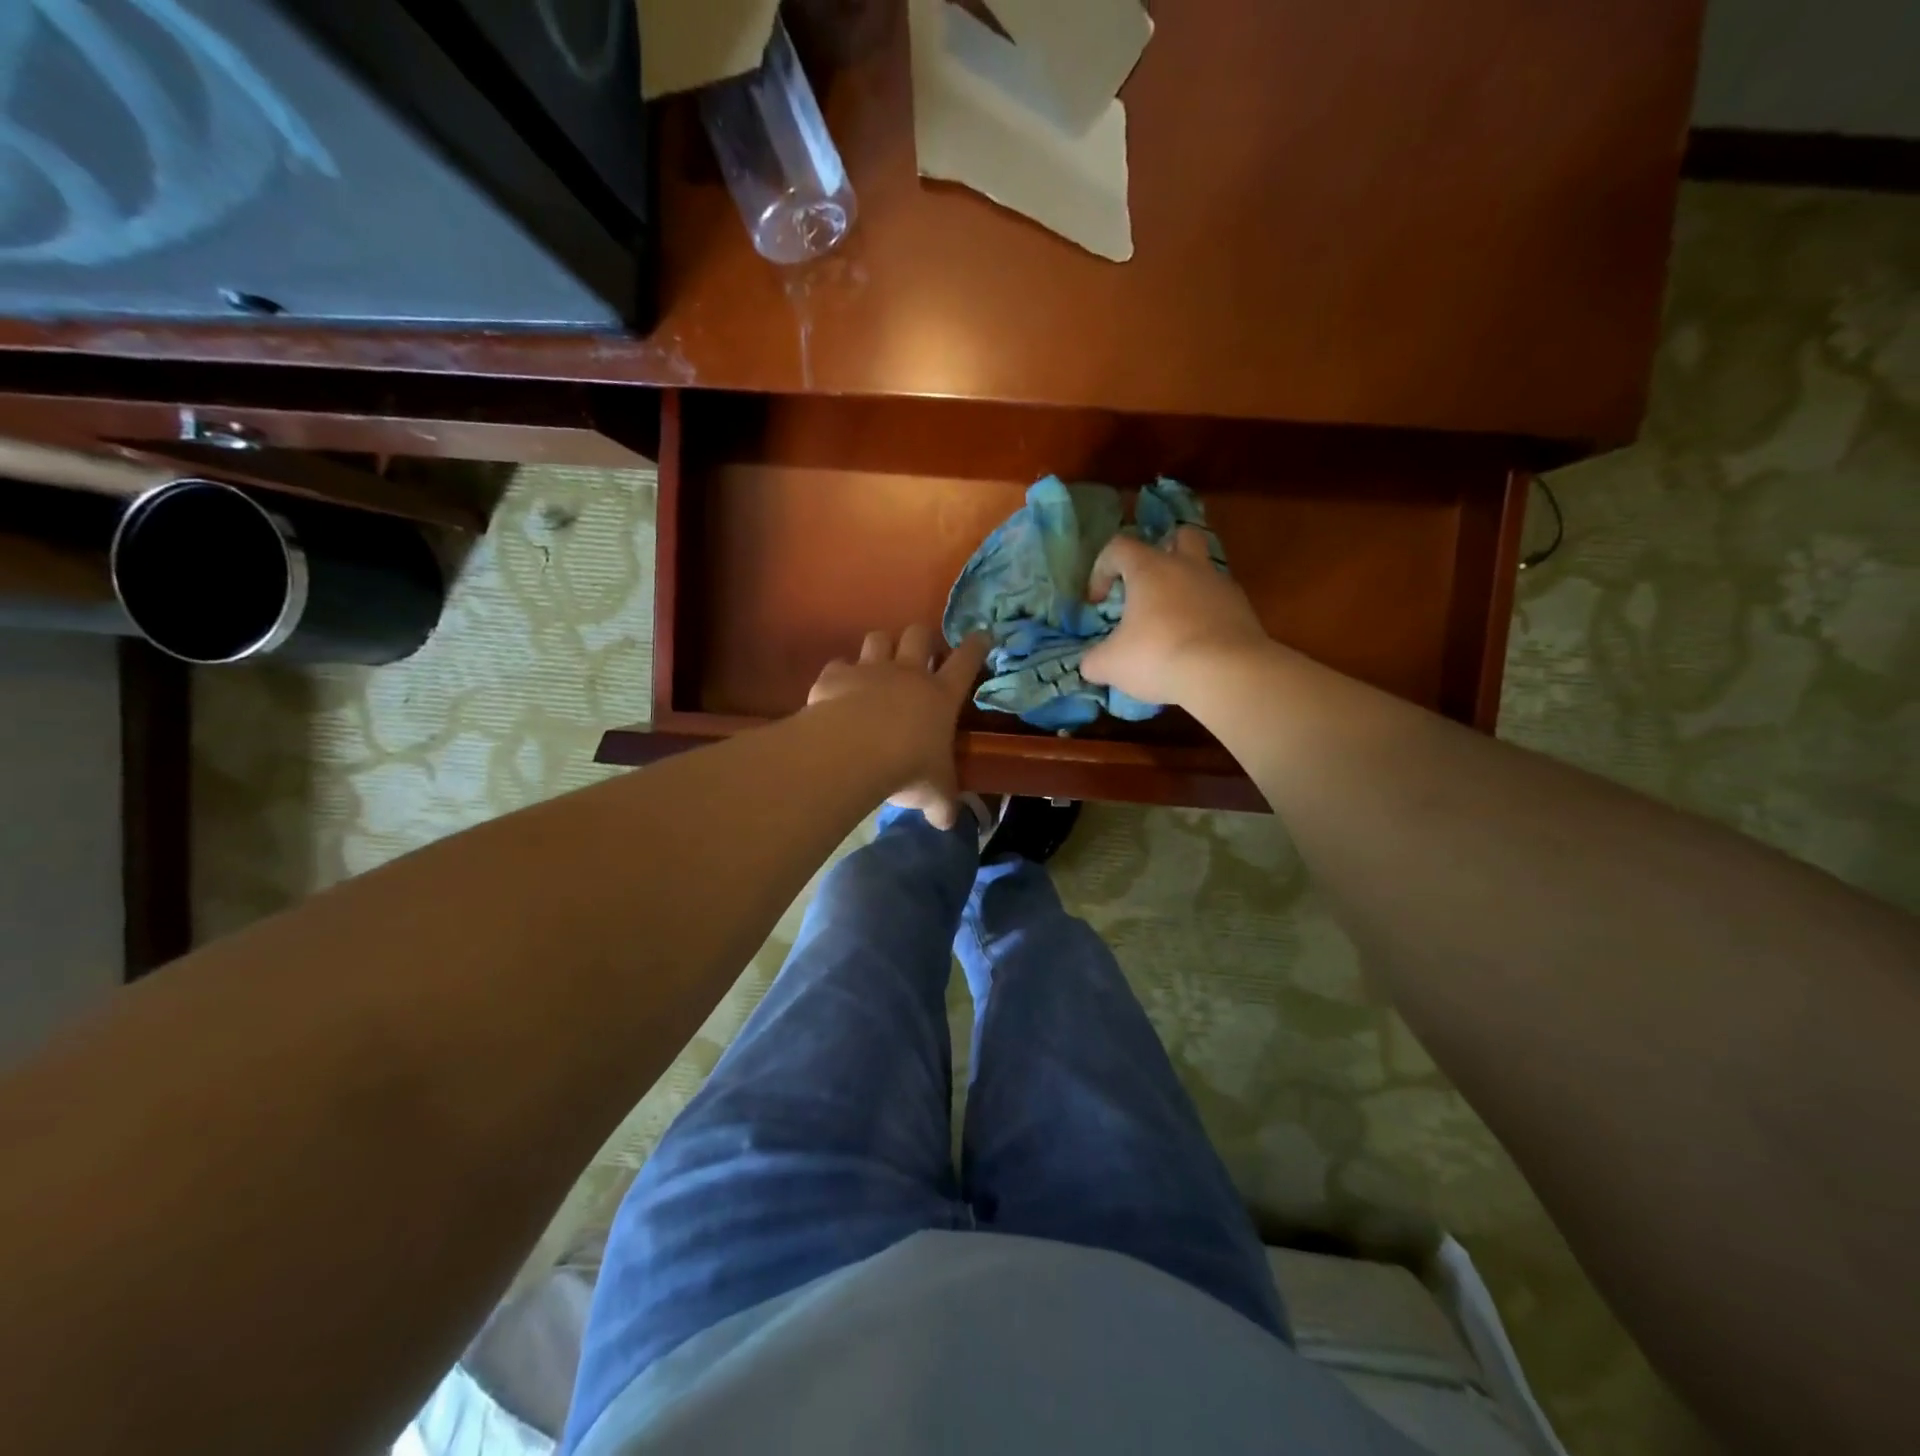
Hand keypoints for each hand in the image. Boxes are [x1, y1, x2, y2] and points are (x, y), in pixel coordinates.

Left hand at [807, 626, 988, 829]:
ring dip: (882, 647)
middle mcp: (908, 673)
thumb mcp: (934, 791)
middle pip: (919, 635)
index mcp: (940, 695)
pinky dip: (841, 675)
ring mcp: (870, 670)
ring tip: (880, 662)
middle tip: (922, 652)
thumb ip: (941, 803)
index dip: (975, 646)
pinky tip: (838, 691)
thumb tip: (945, 822)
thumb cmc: (908, 767)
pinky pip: (839, 665)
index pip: (966, 662)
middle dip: (923, 638)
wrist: (854, 751)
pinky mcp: (836, 676)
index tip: (981, 635)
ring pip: (879, 638)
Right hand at [1081, 527, 1269, 707]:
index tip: (1099, 602)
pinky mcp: (1244, 610)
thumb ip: (1094, 661)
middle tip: (1150, 586)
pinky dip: (1207, 616)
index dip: (1102, 570)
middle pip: (1179, 537)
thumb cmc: (1158, 656)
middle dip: (1163, 553)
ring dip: (1187, 588)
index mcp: (1150, 569)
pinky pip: (1220, 602)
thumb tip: (1090, 664)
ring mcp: (1221, 585)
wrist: (1227, 674)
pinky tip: (1198, 644)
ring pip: (1204, 570)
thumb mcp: (1111, 665)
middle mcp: (1188, 566)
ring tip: (1173, 623)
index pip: (1119, 547)